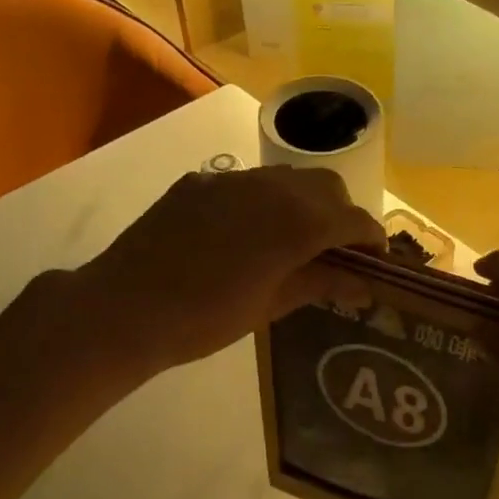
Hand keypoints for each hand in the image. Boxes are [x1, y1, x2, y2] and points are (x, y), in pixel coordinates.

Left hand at [78, 166, 383, 371]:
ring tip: (293, 240)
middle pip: (327, 187)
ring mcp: (233, 180)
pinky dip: (265, 202)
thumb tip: (363, 284)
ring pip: (288, 178)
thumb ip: (321, 284)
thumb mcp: (271, 306)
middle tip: (335, 252)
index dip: (371, 240)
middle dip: (341, 215)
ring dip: (304, 203)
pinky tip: (246, 234)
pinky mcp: (201, 181)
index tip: (374, 262)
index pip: (354, 220)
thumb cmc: (205, 319)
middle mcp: (272, 188)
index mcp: (297, 223)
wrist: (125, 308)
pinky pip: (248, 183)